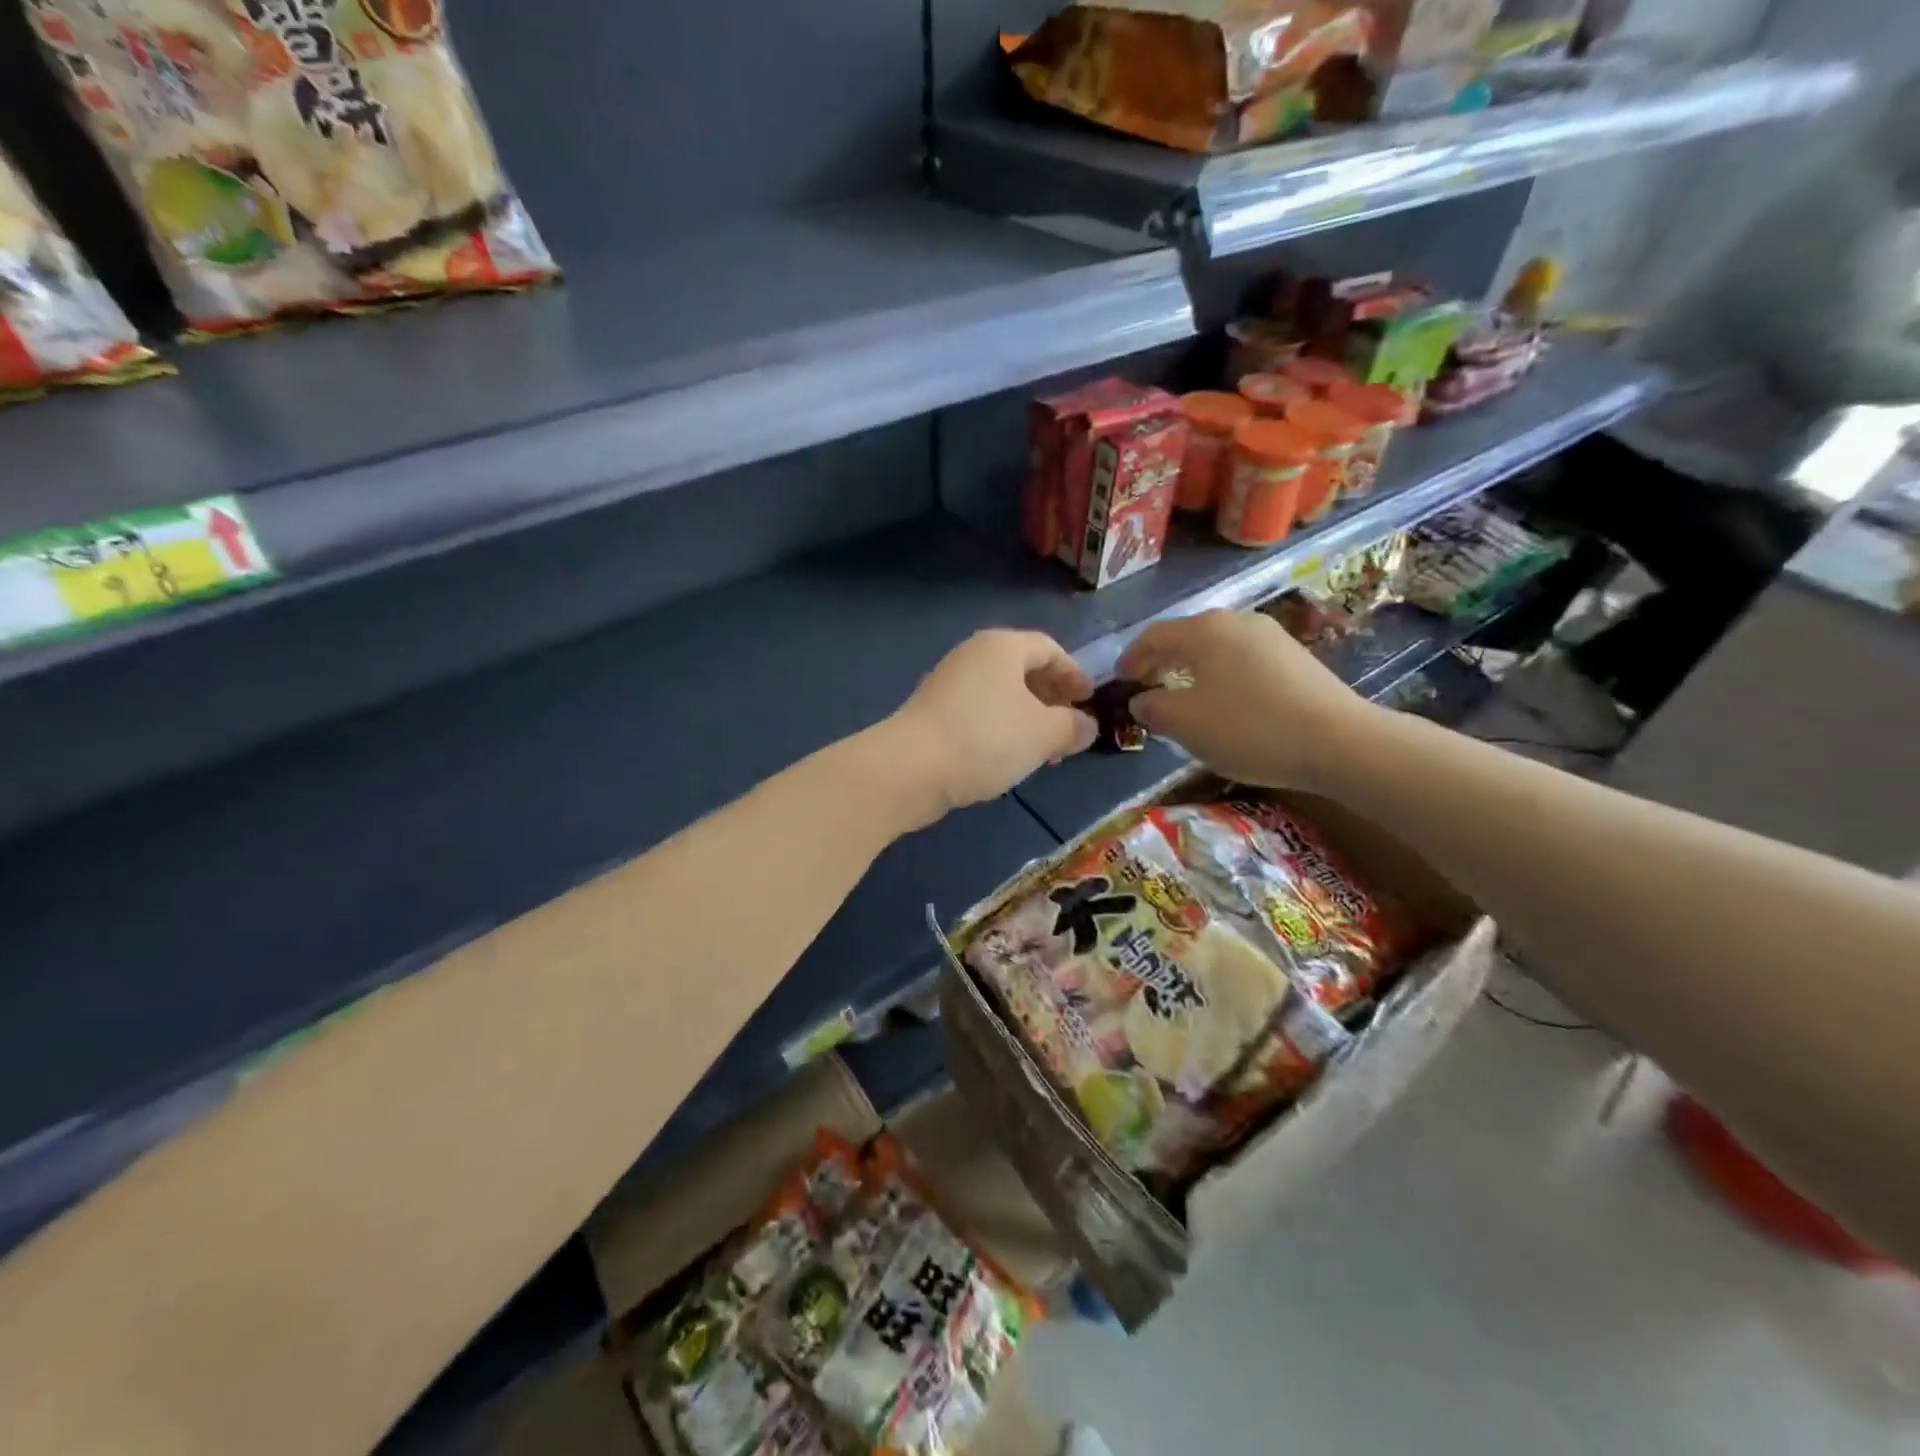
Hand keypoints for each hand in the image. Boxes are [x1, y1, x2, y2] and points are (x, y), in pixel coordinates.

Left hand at [883, 630, 1096, 824]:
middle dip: (1051, 697)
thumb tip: (1086, 725)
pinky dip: (1002, 726)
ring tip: (1044, 748)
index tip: (1090, 700)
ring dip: (1027, 716)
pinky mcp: (932, 710)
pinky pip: (980, 710)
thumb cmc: (985, 739)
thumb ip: (1071, 727)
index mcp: (1002, 646)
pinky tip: (1008, 756)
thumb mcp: (1042, 734)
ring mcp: (949, 682)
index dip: (1074, 673)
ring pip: (1001, 693)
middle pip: (1022, 668)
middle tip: (1070, 725)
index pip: (1049, 649)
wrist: (910, 768)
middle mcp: (973, 654)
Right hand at [1119, 610, 1373, 789]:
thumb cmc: (1250, 728)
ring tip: (1182, 693)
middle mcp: (1236, 621)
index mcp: (1204, 630)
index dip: (1131, 658)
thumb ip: (1153, 708)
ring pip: (1215, 646)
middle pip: (1186, 635)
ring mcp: (1270, 635)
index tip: (1119, 680)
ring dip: (1191, 667)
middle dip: (1161, 659)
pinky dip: (1220, 673)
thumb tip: (1141, 701)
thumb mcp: (1186, 724)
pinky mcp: (1294, 655)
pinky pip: (1241, 657)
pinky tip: (1224, 700)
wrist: (1339, 741)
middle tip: (1146, 684)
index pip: (1153, 636)